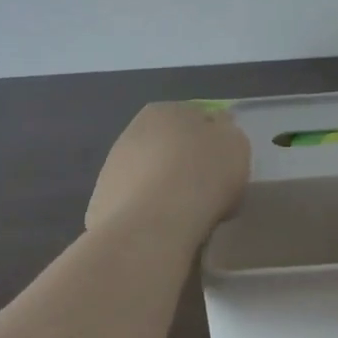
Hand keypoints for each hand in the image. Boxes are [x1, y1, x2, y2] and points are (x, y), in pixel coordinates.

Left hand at [85, 101, 249, 240]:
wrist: (153, 223)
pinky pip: (136, 203)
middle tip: (206, 188)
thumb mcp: (236, 145)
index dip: (212, 140)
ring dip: (164, 187)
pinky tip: (163, 227)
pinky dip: (149, 211)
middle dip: (184, 162)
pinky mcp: (101, 202)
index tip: (224, 163)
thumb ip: (226, 132)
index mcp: (166, 110)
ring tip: (186, 213)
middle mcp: (133, 131)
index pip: (195, 118)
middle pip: (169, 145)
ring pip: (150, 174)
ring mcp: (112, 167)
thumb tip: (216, 130)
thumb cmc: (203, 175)